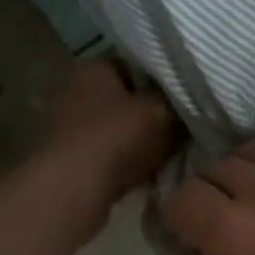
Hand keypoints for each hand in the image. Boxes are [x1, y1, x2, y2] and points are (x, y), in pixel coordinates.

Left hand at [35, 59, 178, 229]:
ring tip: (165, 154)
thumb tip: (187, 100)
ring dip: (139, 141)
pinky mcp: (67, 156)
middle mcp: (74, 88)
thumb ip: (177, 101)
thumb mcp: (161, 112)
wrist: (73, 190)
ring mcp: (66, 124)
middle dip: (151, 114)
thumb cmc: (117, 138)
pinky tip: (145, 174)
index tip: (183, 101)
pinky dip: (124, 161)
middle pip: (126, 98)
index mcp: (93, 66)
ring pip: (117, 127)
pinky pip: (106, 153)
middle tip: (179, 129)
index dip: (163, 82)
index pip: (136, 64)